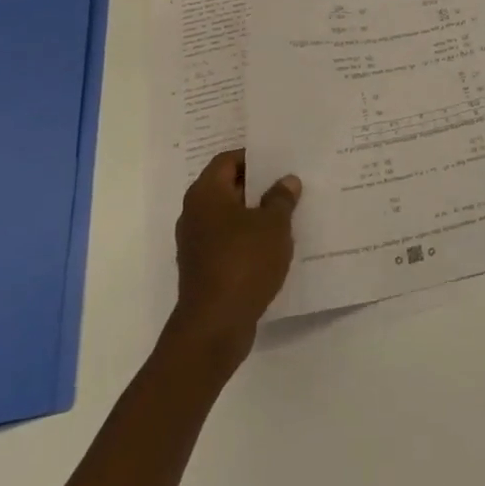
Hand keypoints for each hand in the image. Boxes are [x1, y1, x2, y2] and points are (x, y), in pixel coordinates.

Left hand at [169, 151, 300, 364]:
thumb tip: (286, 181)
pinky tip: (275, 246)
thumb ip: (281, 199)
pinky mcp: (203, 269)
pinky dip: (248, 240)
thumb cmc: (243, 263)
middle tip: (289, 183)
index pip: (228, 160)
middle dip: (258, 186)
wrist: (214, 327)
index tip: (280, 160)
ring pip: (229, 217)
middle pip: (228, 187)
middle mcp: (195, 214)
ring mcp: (196, 244)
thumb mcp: (273, 225)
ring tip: (288, 213)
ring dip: (255, 215)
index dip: (254, 157)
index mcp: (205, 194)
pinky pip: (228, 242)